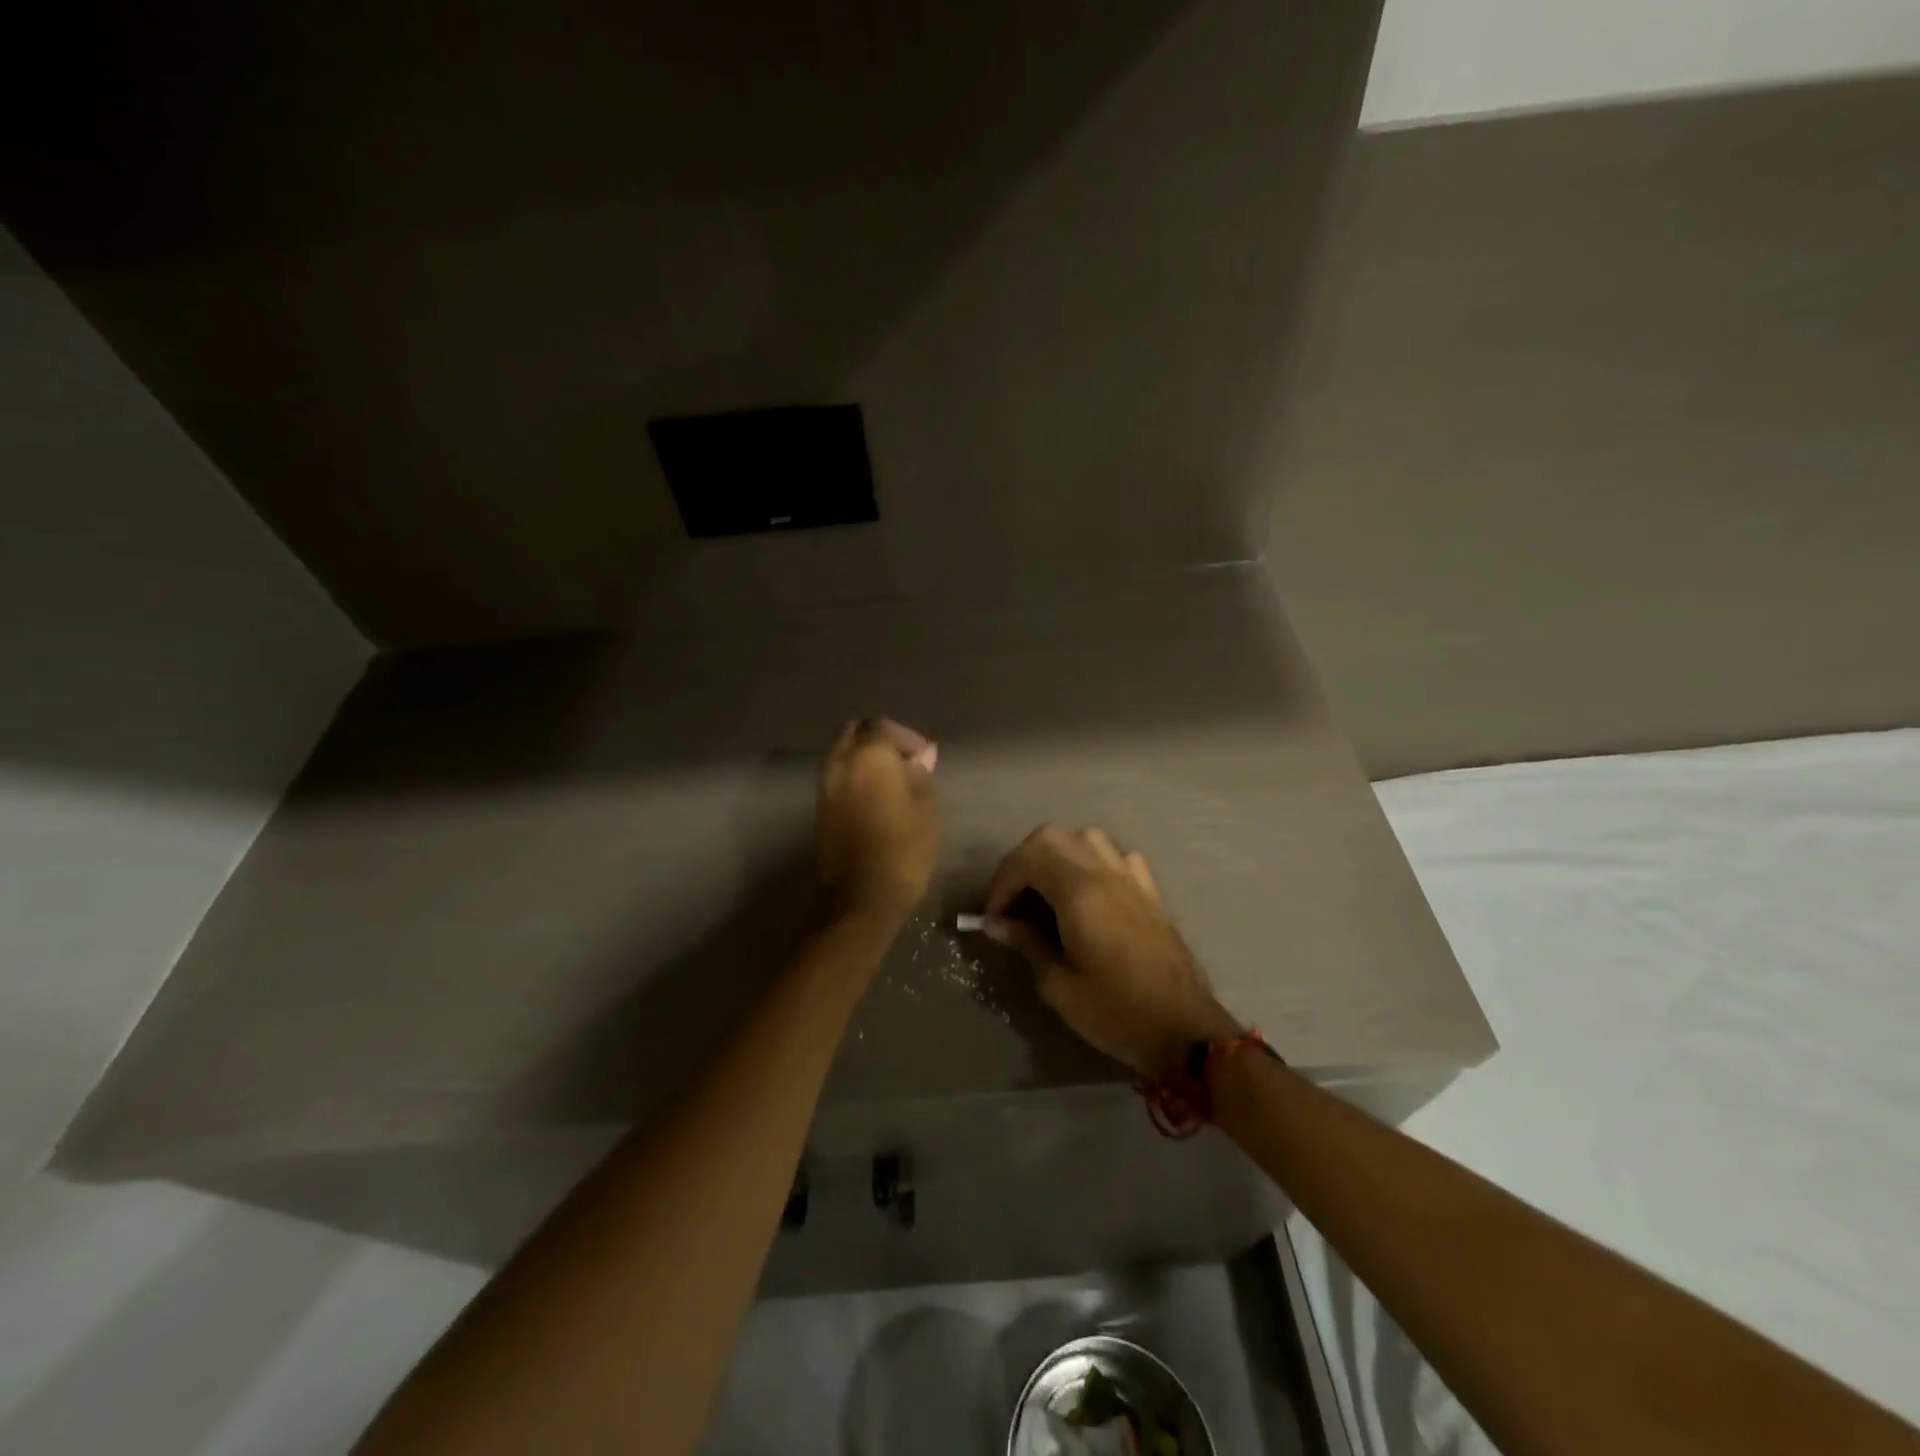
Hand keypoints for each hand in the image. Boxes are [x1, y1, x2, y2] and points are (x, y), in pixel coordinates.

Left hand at [816, 718, 940, 926]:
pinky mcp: (819, 810)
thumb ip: (921, 776)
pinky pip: (836, 778)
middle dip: (878, 741)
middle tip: (902, 763)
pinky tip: (873, 800)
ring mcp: (825, 787)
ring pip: (841, 755)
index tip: (922, 757)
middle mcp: (841, 764)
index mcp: (870, 757)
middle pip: (854, 734)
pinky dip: (852, 778)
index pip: (882, 726)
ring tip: (889, 783)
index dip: (905, 737)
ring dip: (862, 760)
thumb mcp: (926, 810)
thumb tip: (922, 755)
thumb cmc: (904, 850)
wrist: (861, 899)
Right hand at [984, 826, 1239, 1078]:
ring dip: (1057, 855)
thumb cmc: (1116, 1012)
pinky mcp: (1150, 891)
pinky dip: (1093, 862)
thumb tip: (996, 923)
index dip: (1002, 883)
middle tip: (1013, 900)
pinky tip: (1089, 891)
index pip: (1028, 859)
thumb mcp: (1059, 986)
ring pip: (1086, 837)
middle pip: (1052, 837)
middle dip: (1023, 861)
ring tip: (1046, 891)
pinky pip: (1116, 855)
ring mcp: (1132, 878)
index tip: (993, 917)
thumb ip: (1027, 944)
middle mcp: (1105, 873)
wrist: (1185, 1030)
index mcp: (1080, 893)